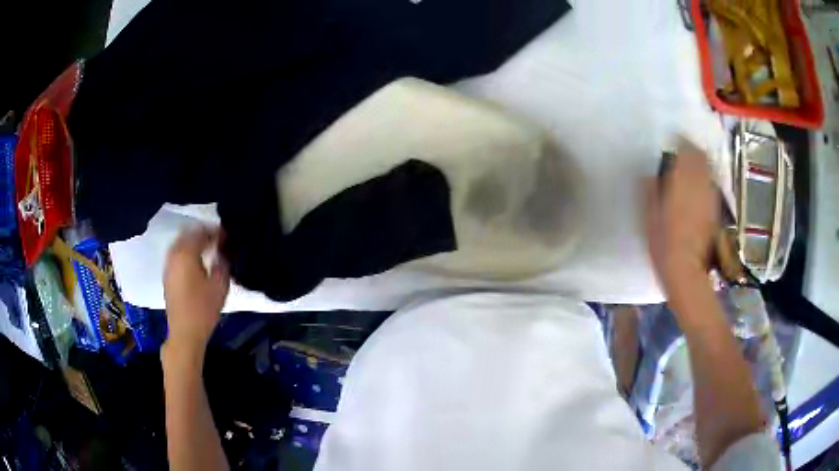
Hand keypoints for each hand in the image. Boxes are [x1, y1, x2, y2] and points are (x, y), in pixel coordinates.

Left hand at [163, 227, 229, 354]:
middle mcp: (174, 254)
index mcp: (186, 253)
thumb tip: (223, 251)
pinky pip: (177, 253)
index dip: (216, 232)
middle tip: (219, 240)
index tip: (228, 236)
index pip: (202, 232)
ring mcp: (168, 264)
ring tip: (208, 249)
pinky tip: (197, 261)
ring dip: (194, 242)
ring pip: (181, 243)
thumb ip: (223, 263)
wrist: (184, 333)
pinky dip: (187, 251)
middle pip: (188, 233)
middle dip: (204, 234)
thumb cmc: (203, 309)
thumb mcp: (220, 286)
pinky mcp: (167, 275)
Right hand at [645, 138, 718, 290]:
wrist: (686, 270)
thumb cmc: (663, 244)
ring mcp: (709, 197)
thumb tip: (649, 174)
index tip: (673, 138)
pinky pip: (711, 184)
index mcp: (681, 181)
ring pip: (709, 169)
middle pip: (701, 156)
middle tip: (684, 148)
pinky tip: (699, 185)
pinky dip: (706, 179)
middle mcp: (699, 184)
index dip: (681, 140)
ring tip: (692, 165)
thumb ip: (650, 190)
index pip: (686, 150)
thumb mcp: (649, 216)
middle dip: (693, 149)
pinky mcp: (714, 209)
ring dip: (701, 163)